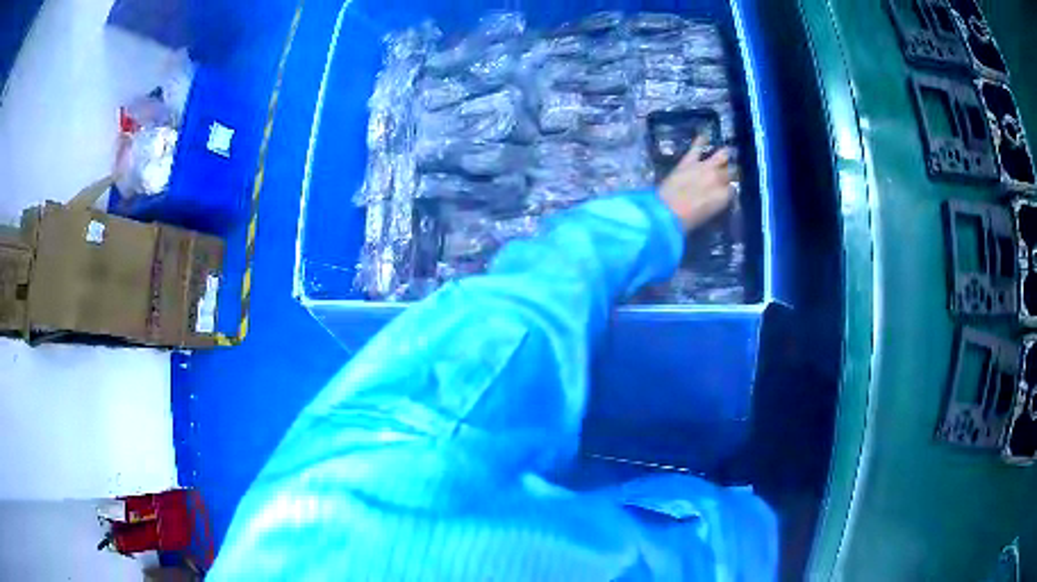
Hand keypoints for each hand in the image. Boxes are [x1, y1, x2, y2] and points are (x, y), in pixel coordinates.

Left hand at [659, 135, 734, 231]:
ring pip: (722, 155)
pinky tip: (704, 135)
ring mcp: (705, 167)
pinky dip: (700, 141)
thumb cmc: (688, 221)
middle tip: (732, 171)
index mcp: (725, 196)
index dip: (732, 189)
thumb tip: (722, 197)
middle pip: (732, 170)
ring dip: (725, 155)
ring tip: (728, 152)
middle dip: (732, 171)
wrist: (667, 212)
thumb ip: (718, 203)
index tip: (730, 190)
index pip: (735, 189)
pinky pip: (697, 147)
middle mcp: (720, 178)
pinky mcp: (689, 161)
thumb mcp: (709, 216)